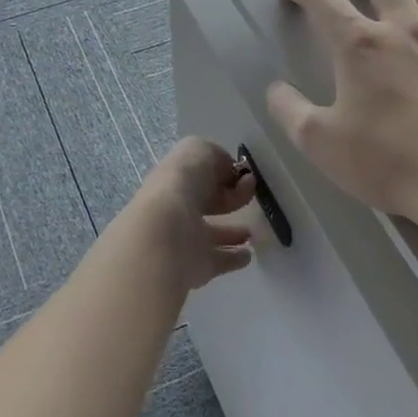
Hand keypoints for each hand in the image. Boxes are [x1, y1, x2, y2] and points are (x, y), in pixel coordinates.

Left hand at [123, 136, 258, 294]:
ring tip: (250, 232)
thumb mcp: (200, 150)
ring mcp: (184, 239)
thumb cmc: (183, 183)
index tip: (243, 175)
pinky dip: (234, 258)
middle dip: (226, 199)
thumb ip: (216, 157)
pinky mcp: (196, 266)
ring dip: (230, 232)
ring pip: (211, 234)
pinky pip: (219, 260)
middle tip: (249, 196)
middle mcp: (176, 208)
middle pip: (203, 203)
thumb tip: (229, 171)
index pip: (198, 174)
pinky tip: (247, 254)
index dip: (221, 171)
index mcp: (174, 178)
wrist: (167, 231)